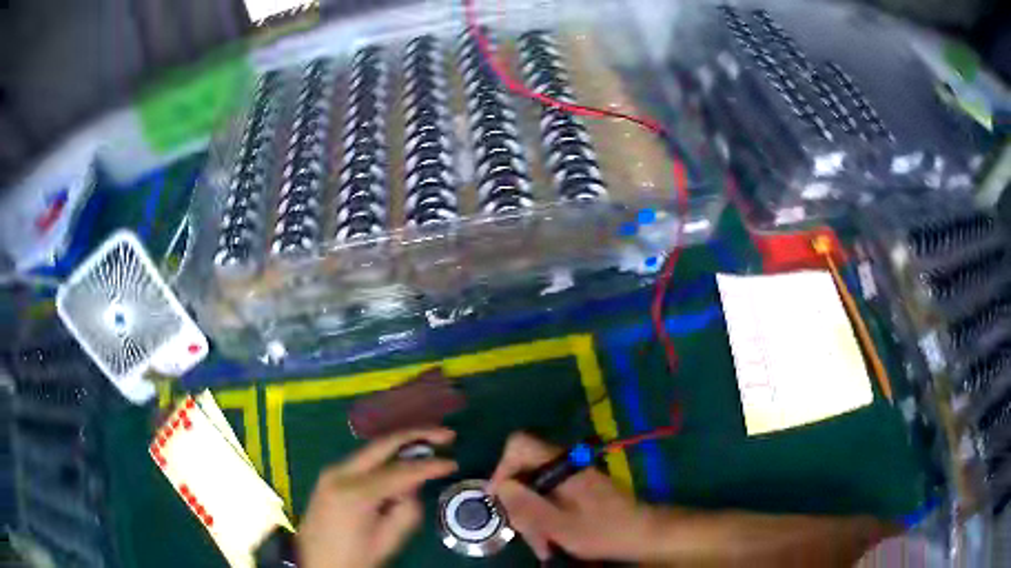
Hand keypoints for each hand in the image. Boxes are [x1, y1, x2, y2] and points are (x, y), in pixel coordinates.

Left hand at [297, 428, 456, 567]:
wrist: (314, 562)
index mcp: (356, 493)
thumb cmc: (352, 558)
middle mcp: (341, 472)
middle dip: (416, 434)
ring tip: (429, 448)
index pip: (401, 471)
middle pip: (383, 444)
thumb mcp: (386, 541)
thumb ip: (406, 510)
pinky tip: (401, 466)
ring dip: (401, 446)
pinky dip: (386, 459)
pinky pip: (364, 461)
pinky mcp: (330, 476)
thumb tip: (413, 487)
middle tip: (446, 434)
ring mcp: (332, 471)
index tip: (453, 463)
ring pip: (373, 450)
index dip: (430, 465)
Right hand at [490, 433, 659, 561]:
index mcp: (561, 466)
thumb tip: (499, 485)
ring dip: (532, 517)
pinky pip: (549, 497)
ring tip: (541, 545)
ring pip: (535, 489)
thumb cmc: (602, 531)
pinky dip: (545, 518)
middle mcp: (564, 465)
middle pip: (524, 472)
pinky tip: (550, 540)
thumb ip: (527, 505)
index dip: (502, 468)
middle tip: (523, 534)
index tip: (499, 499)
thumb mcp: (559, 525)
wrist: (642, 533)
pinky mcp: (578, 489)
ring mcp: (572, 477)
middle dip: (518, 504)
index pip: (519, 445)